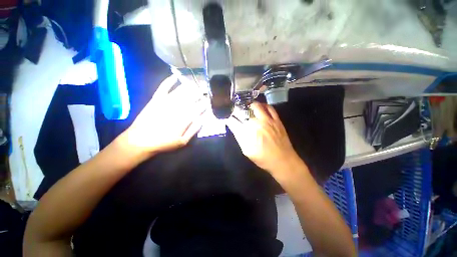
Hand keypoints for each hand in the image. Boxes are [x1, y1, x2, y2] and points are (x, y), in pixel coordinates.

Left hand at [118, 74, 205, 157]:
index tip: (207, 101)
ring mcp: (166, 102)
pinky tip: (175, 76)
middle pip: (191, 98)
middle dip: (198, 94)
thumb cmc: (164, 143)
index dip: (204, 104)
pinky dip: (169, 81)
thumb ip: (194, 130)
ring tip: (194, 84)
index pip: (198, 108)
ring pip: (180, 91)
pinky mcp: (156, 99)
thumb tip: (202, 119)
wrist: (140, 140)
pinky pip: (163, 87)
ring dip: (189, 87)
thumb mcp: (182, 141)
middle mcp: (177, 107)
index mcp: (184, 118)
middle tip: (203, 91)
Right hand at [227, 102, 300, 173]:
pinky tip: (261, 107)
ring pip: (257, 106)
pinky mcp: (276, 120)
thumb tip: (234, 127)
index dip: (229, 118)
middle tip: (237, 112)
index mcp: (248, 132)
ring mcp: (268, 120)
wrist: (283, 160)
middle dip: (238, 110)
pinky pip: (270, 108)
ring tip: (247, 107)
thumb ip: (239, 137)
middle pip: (244, 111)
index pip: (234, 122)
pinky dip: (264, 105)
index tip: (228, 118)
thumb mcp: (247, 151)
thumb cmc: (263, 158)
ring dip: (250, 105)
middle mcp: (257, 123)